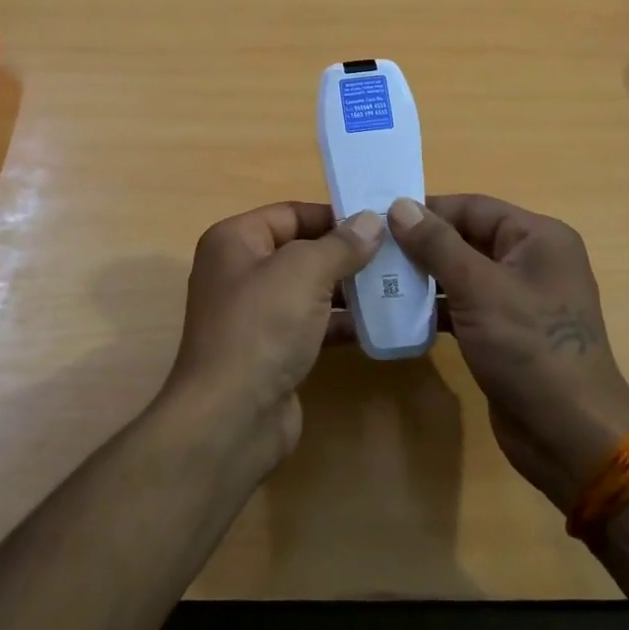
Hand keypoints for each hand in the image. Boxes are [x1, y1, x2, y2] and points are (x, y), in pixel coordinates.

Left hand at [165, 202, 382, 466]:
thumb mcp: (304, 272)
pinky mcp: (271, 350)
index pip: (290, 213)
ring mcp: (254, 315)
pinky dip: (340, 323)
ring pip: (308, 290)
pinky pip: (311, 325)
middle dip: (345, 252)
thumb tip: (371, 220)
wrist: (232, 416)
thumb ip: (340, 244)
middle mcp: (239, 272)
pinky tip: (379, 324)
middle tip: (395, 254)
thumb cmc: (262, 326)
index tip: (379, 221)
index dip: (333, 215)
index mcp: (234, 241)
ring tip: (396, 285)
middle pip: (300, 251)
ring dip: (348, 288)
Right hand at [387, 195, 628, 512]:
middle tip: (372, 250)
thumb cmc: (529, 349)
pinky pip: (466, 306)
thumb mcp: (479, 289)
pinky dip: (437, 307)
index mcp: (538, 238)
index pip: (473, 207)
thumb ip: (438, 245)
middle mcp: (532, 261)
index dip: (427, 210)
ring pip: (463, 273)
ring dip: (424, 277)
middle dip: (421, 244)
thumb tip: (399, 206)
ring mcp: (520, 299)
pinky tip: (401, 313)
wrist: (569, 435)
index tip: (378, 217)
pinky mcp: (506, 332)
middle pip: (467, 238)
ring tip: (377, 279)